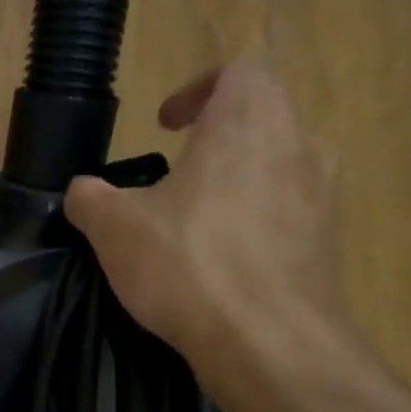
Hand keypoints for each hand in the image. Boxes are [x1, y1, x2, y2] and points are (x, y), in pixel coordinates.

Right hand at [64, 61, 350, 378]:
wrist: (268, 341)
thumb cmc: (188, 263)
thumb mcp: (113, 227)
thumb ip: (90, 198)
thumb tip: (81, 191)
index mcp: (248, 123)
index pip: (240, 70)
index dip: (198, 88)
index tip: (165, 125)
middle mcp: (299, 146)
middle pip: (262, 117)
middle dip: (215, 138)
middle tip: (172, 174)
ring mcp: (323, 195)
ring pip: (277, 166)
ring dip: (236, 181)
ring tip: (192, 221)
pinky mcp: (328, 242)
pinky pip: (288, 213)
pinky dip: (253, 223)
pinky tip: (217, 264)